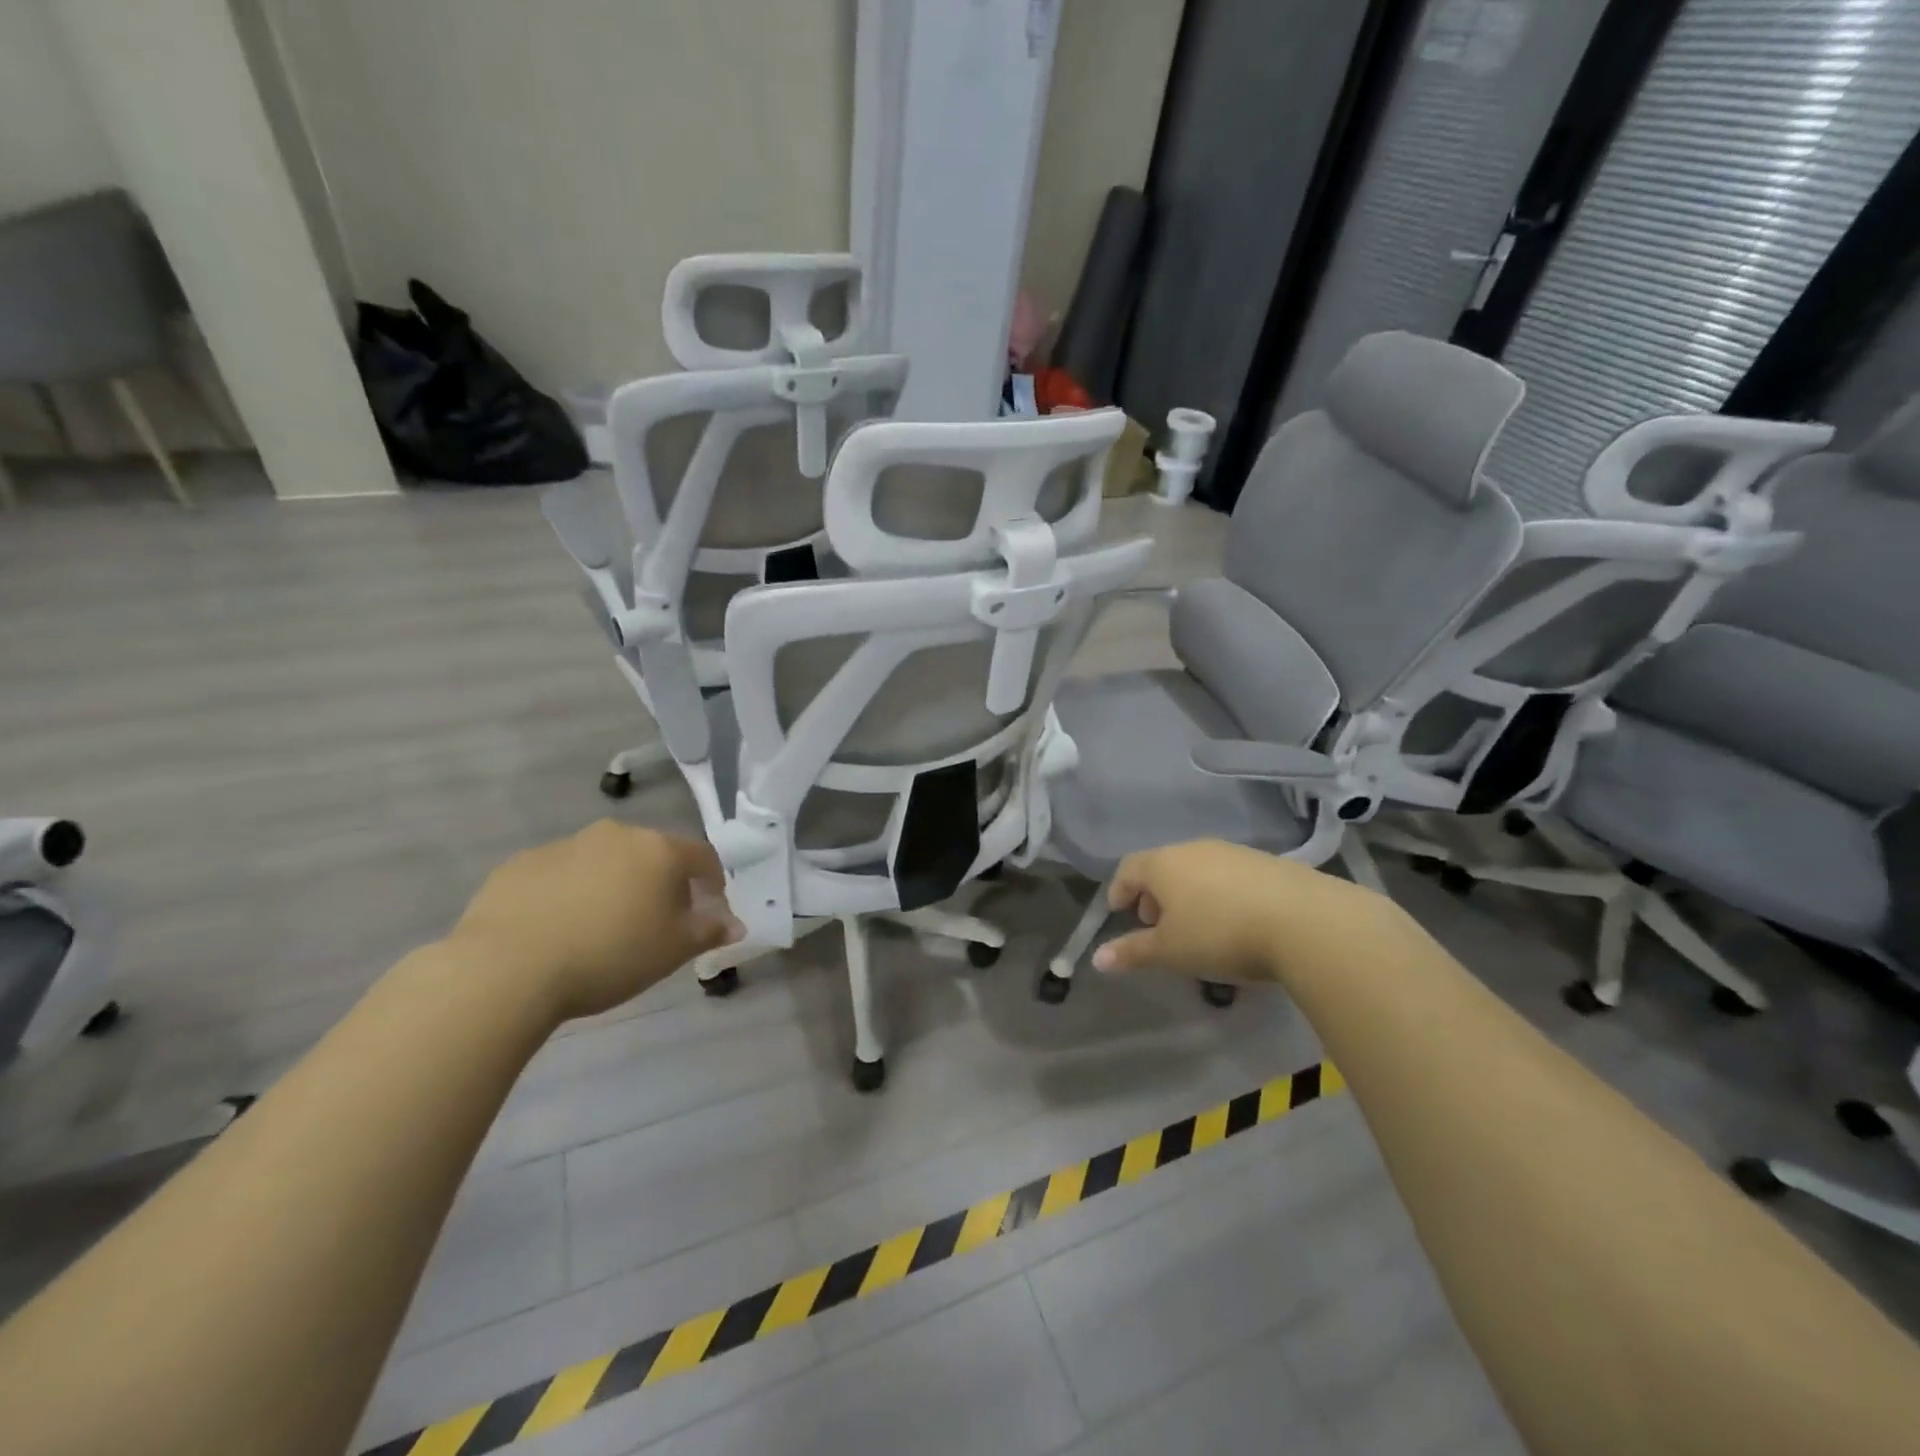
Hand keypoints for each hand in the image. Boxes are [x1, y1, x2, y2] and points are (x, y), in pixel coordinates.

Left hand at [449, 821, 740, 1021]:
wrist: (507, 968)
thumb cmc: (609, 956)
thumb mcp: (672, 951)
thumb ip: (709, 932)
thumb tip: (736, 924)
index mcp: (659, 850)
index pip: (702, 856)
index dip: (713, 881)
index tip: (710, 906)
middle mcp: (616, 835)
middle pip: (651, 854)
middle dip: (660, 881)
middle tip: (655, 921)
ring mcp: (565, 845)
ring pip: (604, 861)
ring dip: (612, 884)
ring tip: (601, 926)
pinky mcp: (521, 863)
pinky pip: (559, 873)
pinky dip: (568, 892)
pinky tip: (557, 927)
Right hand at [1092, 839, 1385, 982]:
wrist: (1305, 921)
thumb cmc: (1220, 934)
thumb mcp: (1171, 951)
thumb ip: (1133, 952)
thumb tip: (1098, 959)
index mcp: (1163, 863)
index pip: (1128, 868)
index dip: (1119, 890)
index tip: (1119, 914)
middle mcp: (1194, 848)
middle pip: (1162, 865)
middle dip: (1154, 894)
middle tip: (1156, 925)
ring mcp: (1233, 852)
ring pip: (1197, 869)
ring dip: (1188, 894)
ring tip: (1197, 927)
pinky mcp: (1267, 862)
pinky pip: (1228, 875)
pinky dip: (1219, 894)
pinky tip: (1235, 922)